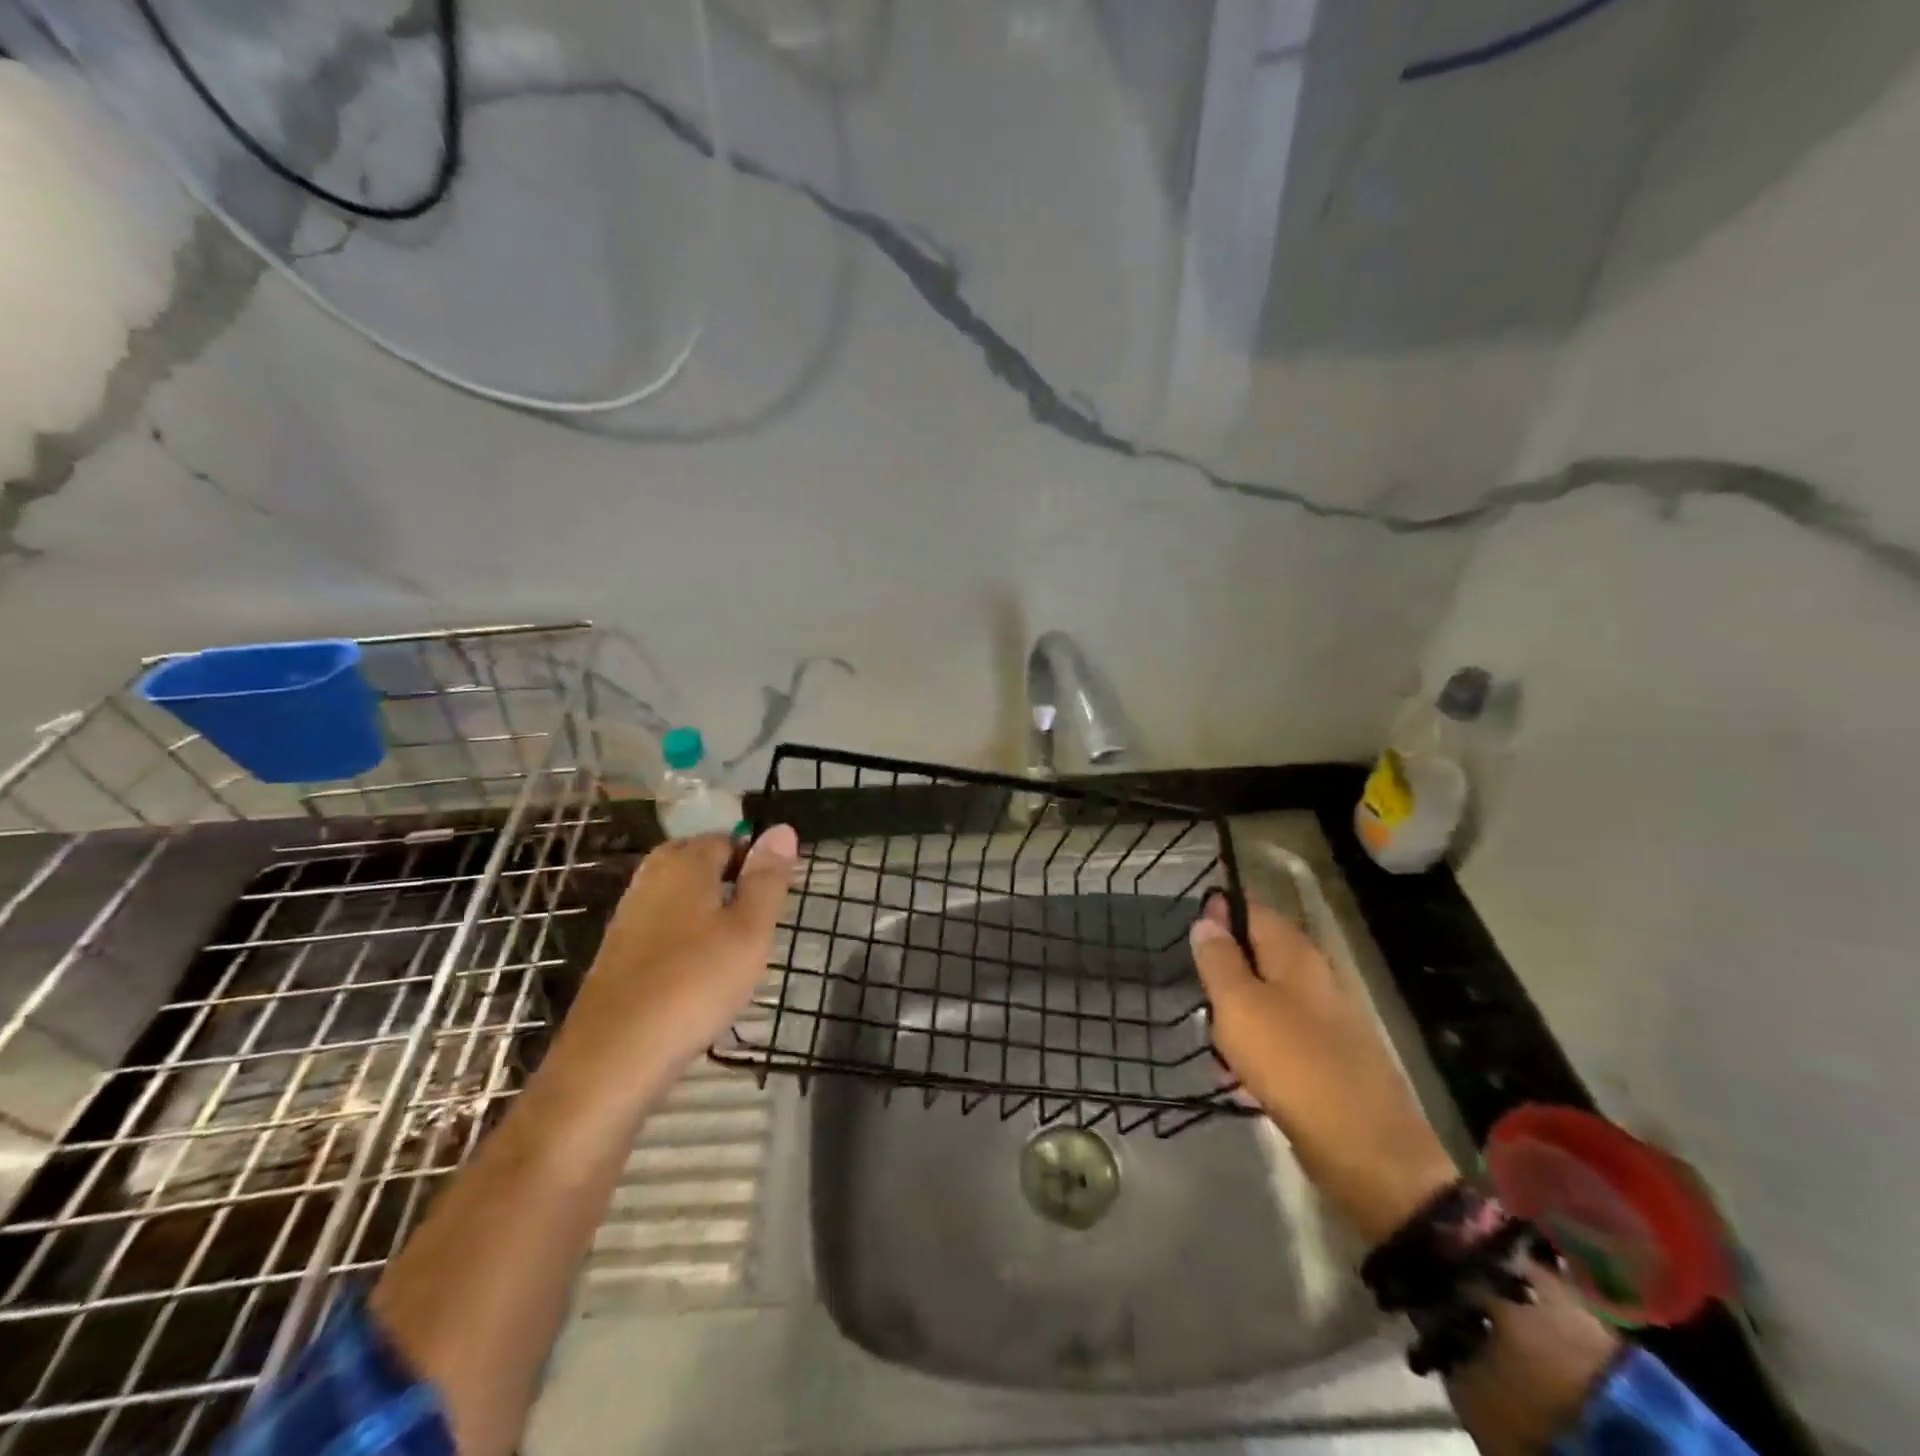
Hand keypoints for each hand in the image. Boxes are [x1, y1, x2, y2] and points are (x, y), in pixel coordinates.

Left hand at [535, 827, 797, 1128]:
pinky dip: (686, 936)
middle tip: (758, 922)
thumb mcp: (750, 930)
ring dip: (709, 910)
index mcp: (685, 862)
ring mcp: (630, 914)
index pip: (729, 839)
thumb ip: (768, 878)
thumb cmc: (695, 984)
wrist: (614, 1056)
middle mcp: (651, 877)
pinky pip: (663, 924)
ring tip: (734, 948)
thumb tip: (782, 828)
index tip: (776, 899)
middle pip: (700, 862)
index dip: (757, 861)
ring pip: (681, 895)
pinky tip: (699, 970)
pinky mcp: (619, 951)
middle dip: (731, 881)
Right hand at [1191, 896, 1458, 1244]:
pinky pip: (1280, 1038)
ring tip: (1214, 1049)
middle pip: (1258, 956)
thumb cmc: (1292, 1064)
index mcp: (1296, 954)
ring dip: (1235, 1017)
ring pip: (1265, 1000)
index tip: (1188, 932)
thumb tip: (1207, 919)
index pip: (1254, 911)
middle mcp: (1315, 978)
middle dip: (1223, 974)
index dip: (1220, 913)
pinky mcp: (1328, 1058)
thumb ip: (1219, 960)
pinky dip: (1255, 1050)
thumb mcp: (1239, 1006)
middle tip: (1199, 999)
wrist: (1366, 1150)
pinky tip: (1239, 1079)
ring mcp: (1325, 1019)